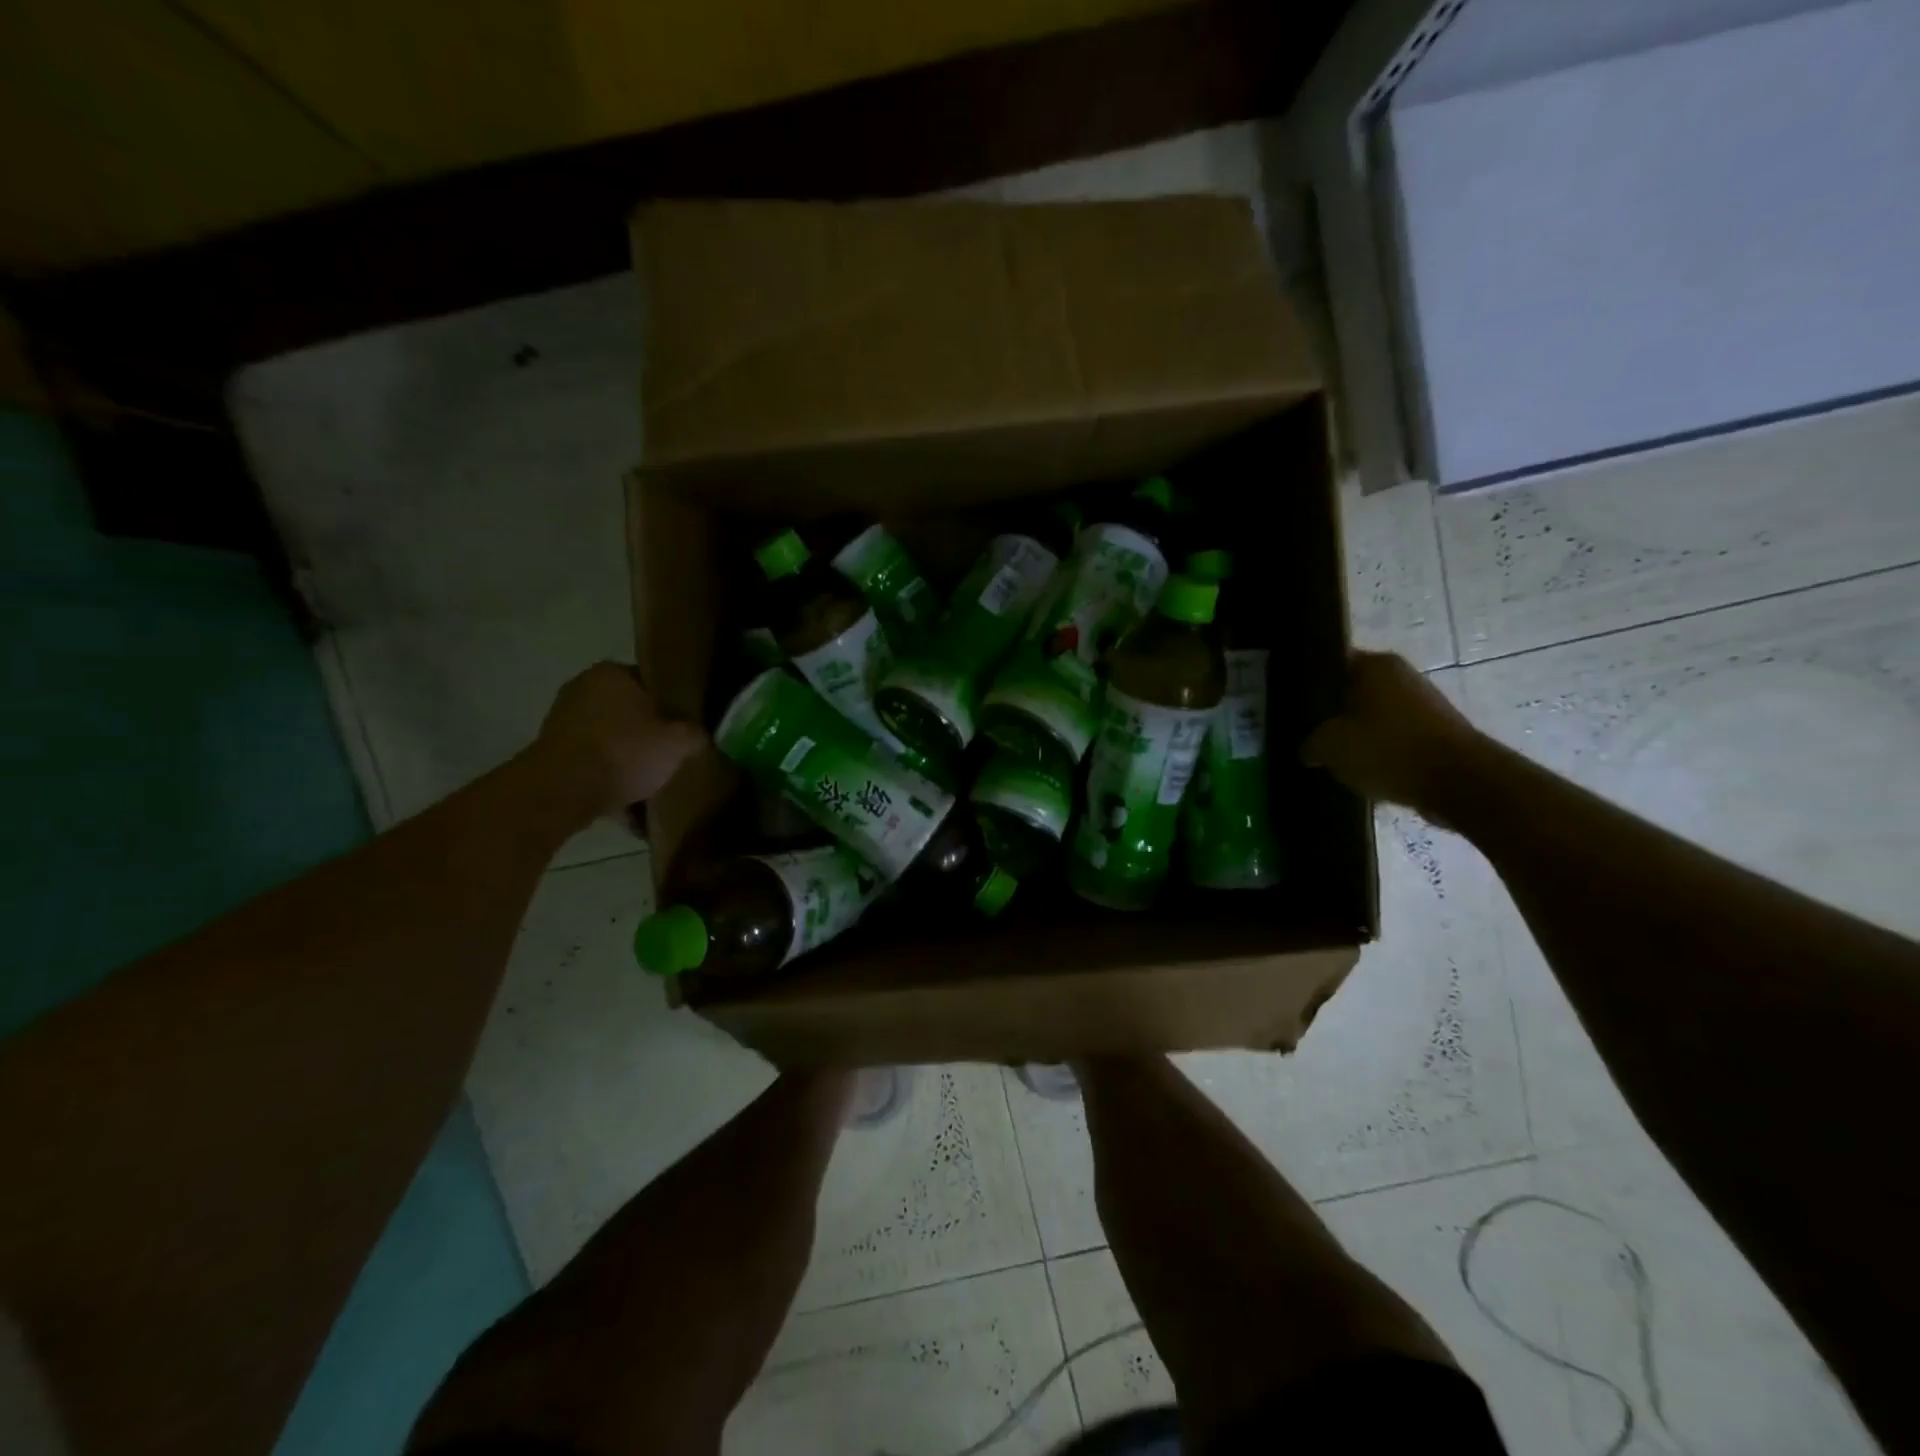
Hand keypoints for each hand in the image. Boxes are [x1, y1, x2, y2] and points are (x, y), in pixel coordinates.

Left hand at [535, 663, 705, 819]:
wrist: (563, 791)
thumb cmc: (624, 752)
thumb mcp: (679, 742)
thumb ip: (697, 734)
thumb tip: (701, 737)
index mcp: (612, 673)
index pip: (653, 684)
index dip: (674, 707)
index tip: (686, 730)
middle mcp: (582, 689)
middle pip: (630, 714)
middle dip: (649, 738)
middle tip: (671, 759)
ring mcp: (563, 722)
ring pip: (611, 742)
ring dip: (629, 763)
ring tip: (652, 789)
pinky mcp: (551, 755)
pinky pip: (593, 766)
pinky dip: (609, 782)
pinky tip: (629, 809)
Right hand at [1301, 651, 1484, 820]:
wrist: (1460, 783)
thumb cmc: (1389, 750)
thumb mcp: (1330, 746)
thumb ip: (1310, 743)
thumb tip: (1308, 749)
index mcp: (1374, 664)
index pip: (1328, 662)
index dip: (1306, 682)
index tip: (1288, 704)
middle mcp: (1399, 674)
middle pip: (1351, 689)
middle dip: (1329, 711)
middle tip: (1303, 732)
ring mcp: (1421, 702)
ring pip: (1371, 714)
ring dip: (1353, 733)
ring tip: (1328, 755)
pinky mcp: (1434, 731)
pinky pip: (1392, 736)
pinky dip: (1377, 749)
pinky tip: (1359, 769)